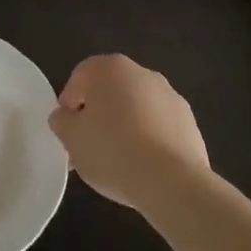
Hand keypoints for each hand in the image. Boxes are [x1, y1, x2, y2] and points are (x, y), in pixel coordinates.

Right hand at [49, 55, 208, 213]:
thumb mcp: (71, 139)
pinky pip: (159, 125)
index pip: (80, 77)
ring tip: (118, 160)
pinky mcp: (189, 121)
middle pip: (110, 90)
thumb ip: (62, 122)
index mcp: (110, 68)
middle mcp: (141, 73)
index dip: (70, 102)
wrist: (172, 182)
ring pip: (136, 107)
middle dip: (98, 113)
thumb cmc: (112, 152)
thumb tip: (64, 116)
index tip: (68, 130)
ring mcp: (169, 95)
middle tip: (89, 145)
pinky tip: (144, 165)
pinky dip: (149, 138)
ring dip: (125, 125)